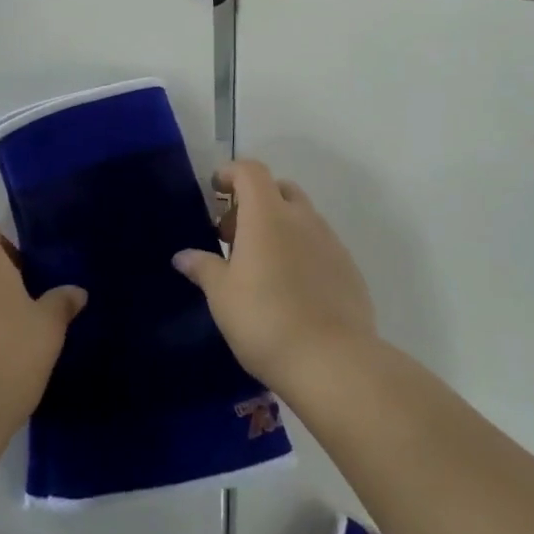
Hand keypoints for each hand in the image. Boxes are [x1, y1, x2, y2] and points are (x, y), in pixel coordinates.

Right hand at [174, 160, 375, 395]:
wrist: (332, 362)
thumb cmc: (264, 319)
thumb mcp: (221, 295)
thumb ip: (203, 268)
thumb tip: (183, 256)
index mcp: (267, 215)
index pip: (251, 171)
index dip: (231, 173)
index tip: (216, 190)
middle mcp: (302, 219)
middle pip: (279, 189)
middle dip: (255, 201)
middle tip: (233, 235)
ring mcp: (331, 243)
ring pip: (302, 218)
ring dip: (279, 227)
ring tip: (260, 265)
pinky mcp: (350, 270)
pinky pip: (321, 246)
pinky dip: (301, 251)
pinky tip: (291, 288)